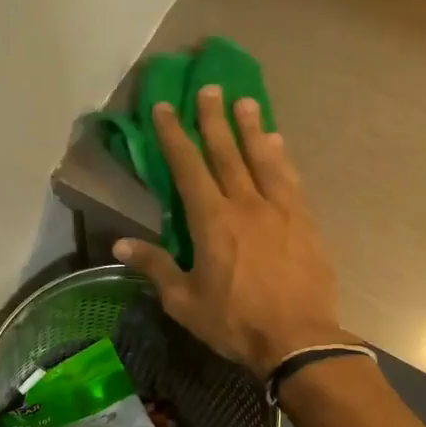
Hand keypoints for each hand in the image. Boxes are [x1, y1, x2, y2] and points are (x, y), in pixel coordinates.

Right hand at [114, 87, 351, 378]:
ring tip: (246, 102)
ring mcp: (281, 210)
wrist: (299, 339)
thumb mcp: (185, 301)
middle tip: (210, 87)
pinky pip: (291, 180)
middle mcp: (246, 204)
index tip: (165, 106)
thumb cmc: (235, 322)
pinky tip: (279, 144)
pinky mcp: (306, 222)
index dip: (174, 135)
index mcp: (212, 220)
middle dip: (214, 119)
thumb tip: (120, 245)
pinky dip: (282, 157)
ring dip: (252, 128)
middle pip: (227, 152)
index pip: (188, 167)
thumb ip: (155, 267)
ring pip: (263, 159)